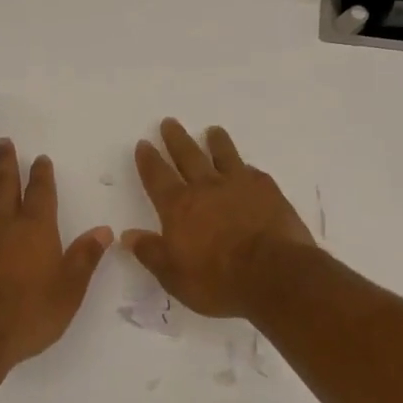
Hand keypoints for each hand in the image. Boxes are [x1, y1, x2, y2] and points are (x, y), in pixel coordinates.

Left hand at [0, 138, 113, 370]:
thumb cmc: (30, 314)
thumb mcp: (70, 289)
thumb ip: (85, 257)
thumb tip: (104, 230)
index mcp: (36, 228)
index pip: (41, 192)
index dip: (41, 174)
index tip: (40, 159)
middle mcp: (4, 224)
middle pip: (4, 184)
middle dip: (6, 162)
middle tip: (3, 142)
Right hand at [122, 118, 314, 318]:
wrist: (274, 274)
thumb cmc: (218, 280)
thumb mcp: (174, 276)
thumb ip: (151, 252)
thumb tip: (127, 235)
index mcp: (179, 207)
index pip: (157, 177)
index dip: (149, 160)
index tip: (143, 143)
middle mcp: (206, 188)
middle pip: (188, 156)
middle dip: (176, 139)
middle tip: (169, 122)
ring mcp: (240, 186)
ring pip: (224, 156)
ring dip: (216, 142)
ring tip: (212, 130)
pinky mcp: (268, 191)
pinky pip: (253, 172)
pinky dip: (245, 167)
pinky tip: (247, 166)